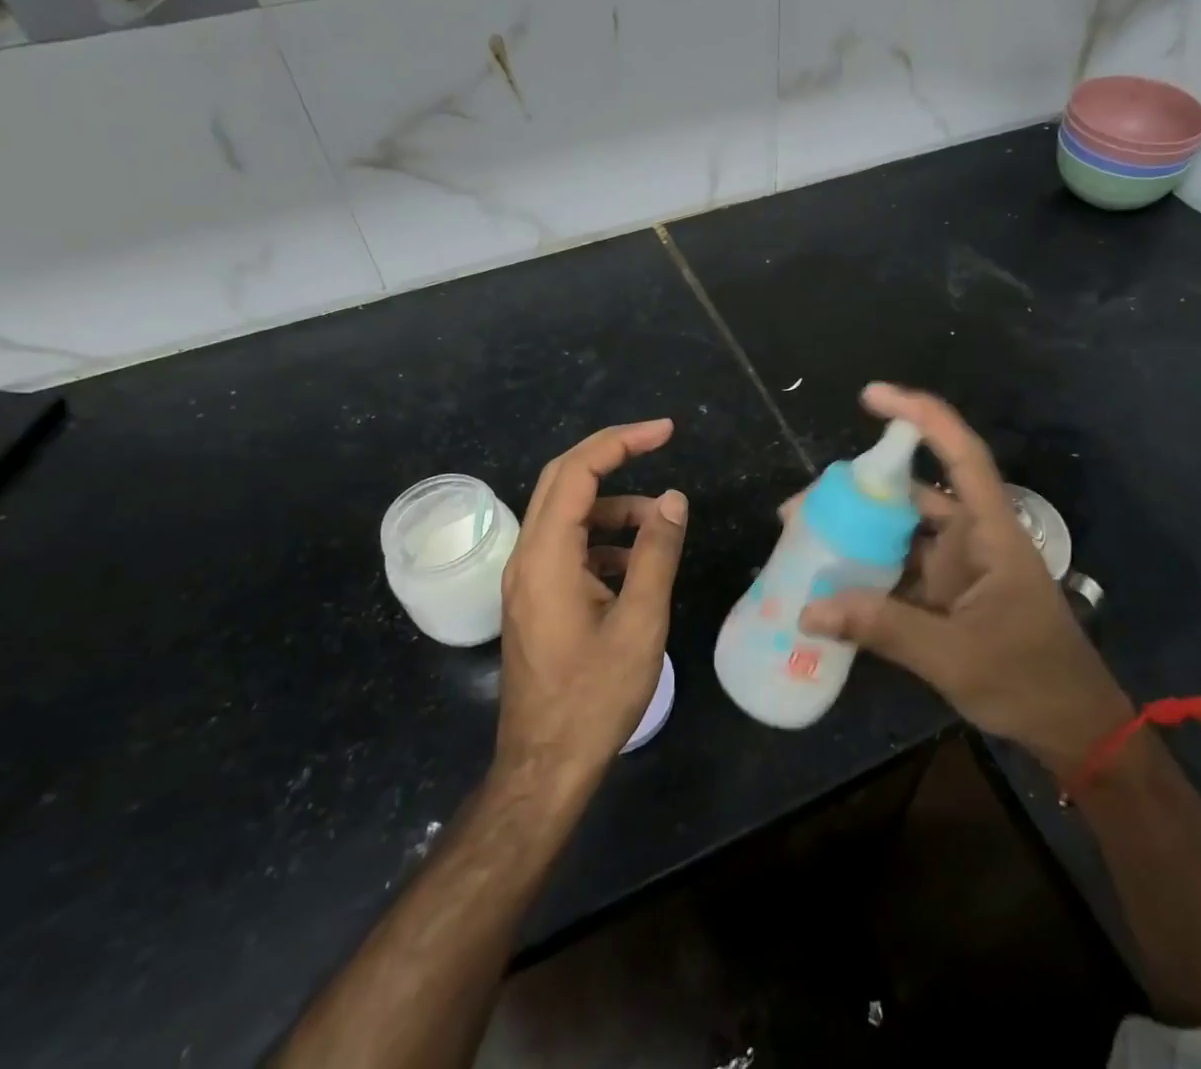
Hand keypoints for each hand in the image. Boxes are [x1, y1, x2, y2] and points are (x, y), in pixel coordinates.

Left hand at [494, 419, 687, 799]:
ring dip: (614, 505)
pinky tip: (637, 564)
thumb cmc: (594, 697)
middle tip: (661, 443)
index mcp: (546, 556)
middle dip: (613, 455)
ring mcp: (527, 578)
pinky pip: (569, 546)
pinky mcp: (536, 598)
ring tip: (661, 524)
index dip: (621, 442)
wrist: (545, 767)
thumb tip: (673, 499)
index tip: (665, 432)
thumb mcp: (639, 622)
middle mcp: (527, 556)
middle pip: (564, 480)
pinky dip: (604, 538)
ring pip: (568, 513)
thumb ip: (657, 553)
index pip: (577, 472)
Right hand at [798, 384, 1129, 777]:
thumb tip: (809, 609)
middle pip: (911, 494)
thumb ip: (883, 628)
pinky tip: (830, 579)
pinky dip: (867, 571)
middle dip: (857, 492)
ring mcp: (957, 567)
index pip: (960, 454)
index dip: (920, 416)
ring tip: (803, 540)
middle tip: (800, 507)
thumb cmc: (1030, 679)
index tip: (871, 396)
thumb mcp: (954, 656)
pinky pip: (898, 570)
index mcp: (991, 531)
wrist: (1071, 730)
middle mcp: (971, 537)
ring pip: (900, 533)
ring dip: (856, 534)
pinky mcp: (945, 595)